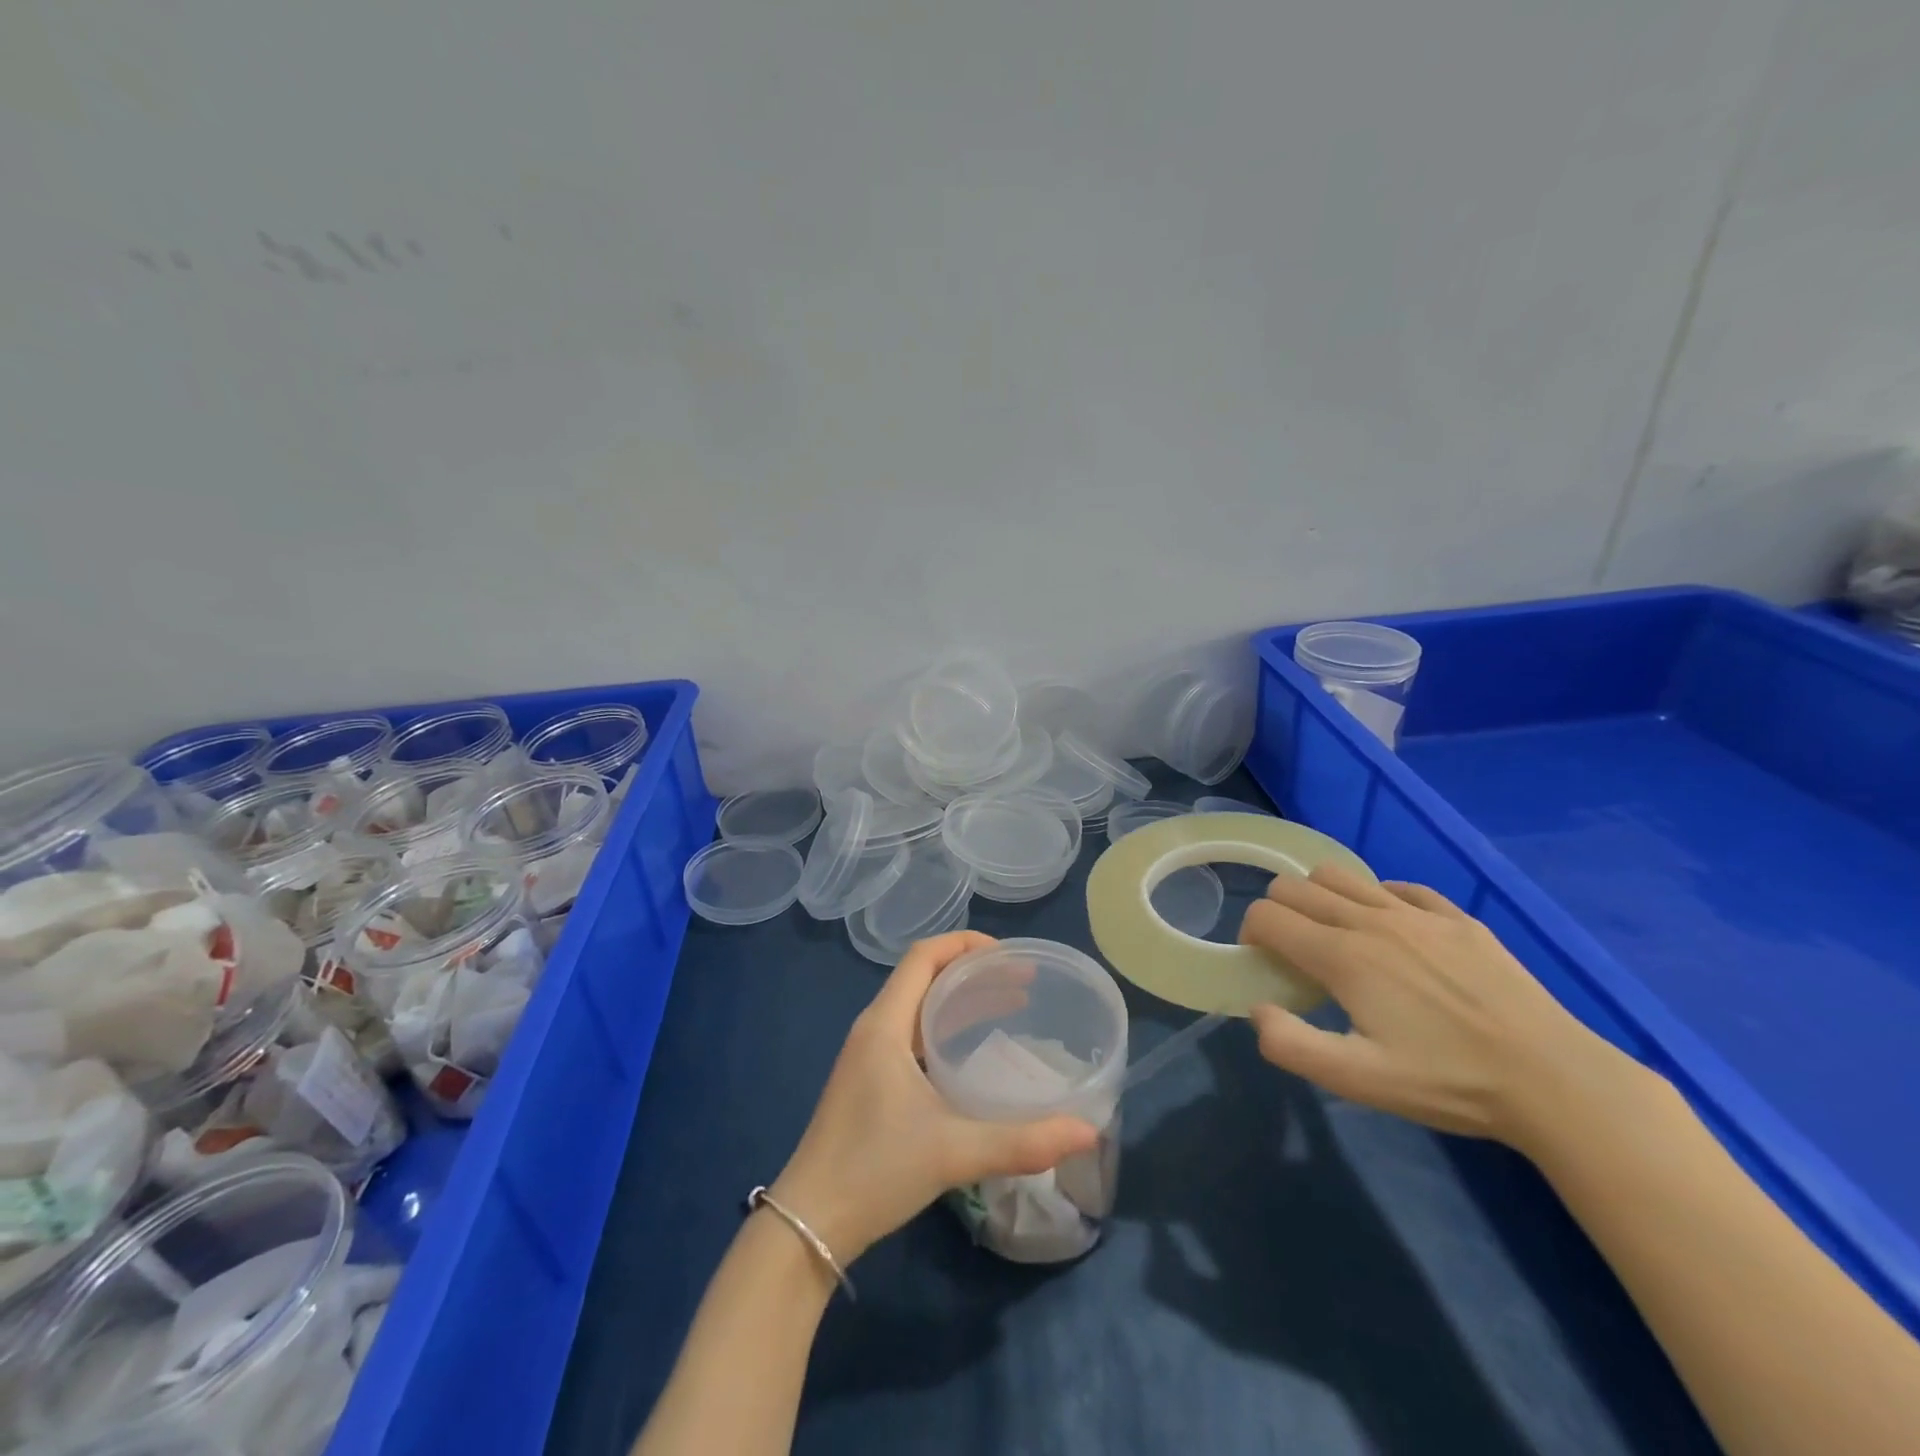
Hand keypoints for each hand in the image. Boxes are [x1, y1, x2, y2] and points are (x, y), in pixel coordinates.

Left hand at [768, 931, 1099, 1263]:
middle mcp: (873, 1029)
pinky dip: (944, 1028)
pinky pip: (911, 1034)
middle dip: (973, 972)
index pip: (923, 956)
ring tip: (1008, 1007)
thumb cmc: (876, 1171)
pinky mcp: (868, 1082)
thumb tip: (1088, 1131)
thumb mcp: (954, 1152)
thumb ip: (1023, 1141)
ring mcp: (867, 1056)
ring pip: (918, 1007)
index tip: (1009, 955)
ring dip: (959, 1001)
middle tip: (1022, 983)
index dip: (965, 943)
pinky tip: (971, 1053)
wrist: (808, 1224)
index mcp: (885, 1024)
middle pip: (924, 977)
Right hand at [1239, 864, 1634, 1148]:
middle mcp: (1370, 920)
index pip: (1268, 915)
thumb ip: (1291, 1045)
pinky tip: (1391, 934)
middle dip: (1278, 911)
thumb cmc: (1448, 1082)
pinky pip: (1397, 887)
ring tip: (1335, 937)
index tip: (1264, 962)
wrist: (1554, 1080)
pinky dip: (1376, 899)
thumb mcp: (1359, 1081)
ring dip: (1319, 897)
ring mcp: (1416, 913)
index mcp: (1342, 956)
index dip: (1252, 933)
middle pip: (1295, 886)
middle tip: (1293, 952)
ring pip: (1339, 875)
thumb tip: (1257, 1010)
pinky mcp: (1456, 917)